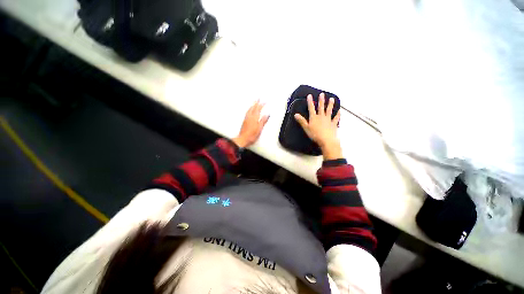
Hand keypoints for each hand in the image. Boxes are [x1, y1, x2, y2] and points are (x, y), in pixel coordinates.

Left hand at [232, 101, 269, 147]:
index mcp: (254, 118)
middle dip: (256, 102)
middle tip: (258, 98)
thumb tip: (267, 115)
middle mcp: (249, 117)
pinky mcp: (244, 121)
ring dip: (252, 105)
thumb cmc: (251, 135)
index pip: (258, 109)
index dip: (262, 105)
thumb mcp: (259, 128)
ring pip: (249, 109)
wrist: (243, 139)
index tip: (264, 101)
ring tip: (254, 102)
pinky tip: (250, 110)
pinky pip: (247, 112)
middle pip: (253, 108)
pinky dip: (249, 109)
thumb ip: (263, 121)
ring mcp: (246, 119)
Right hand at [294, 93, 342, 159]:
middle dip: (321, 100)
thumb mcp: (306, 128)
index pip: (311, 108)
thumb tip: (296, 114)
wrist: (326, 140)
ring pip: (329, 110)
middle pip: (321, 107)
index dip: (310, 102)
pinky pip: (336, 118)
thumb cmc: (315, 134)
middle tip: (322, 94)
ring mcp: (328, 119)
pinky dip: (338, 114)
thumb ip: (301, 121)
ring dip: (330, 104)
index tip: (310, 96)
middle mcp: (321, 117)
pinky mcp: (333, 124)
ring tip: (332, 99)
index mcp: (314, 118)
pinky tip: (339, 111)